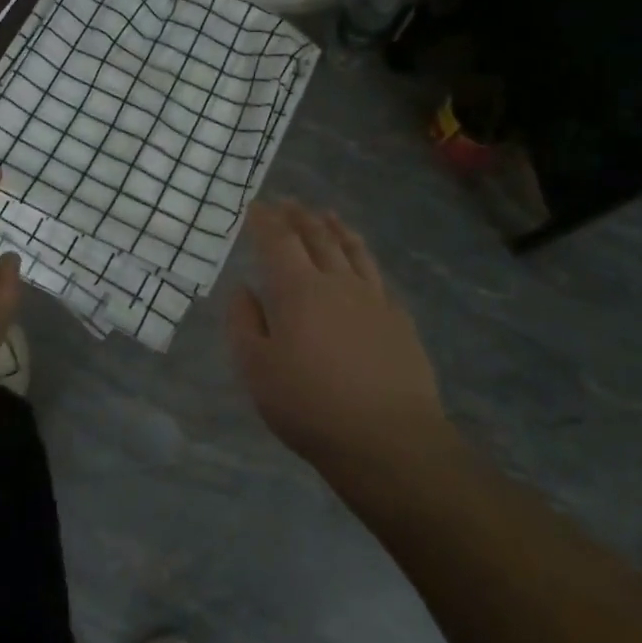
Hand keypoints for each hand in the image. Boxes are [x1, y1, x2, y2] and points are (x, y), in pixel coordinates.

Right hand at [228, 200, 449, 478]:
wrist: (388, 440)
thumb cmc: (309, 405)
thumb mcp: (256, 368)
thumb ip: (243, 322)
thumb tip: (242, 288)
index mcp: (297, 290)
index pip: (278, 241)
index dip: (265, 220)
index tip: (255, 205)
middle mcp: (337, 282)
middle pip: (318, 236)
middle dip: (299, 216)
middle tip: (288, 202)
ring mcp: (373, 299)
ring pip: (353, 250)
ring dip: (336, 228)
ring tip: (328, 215)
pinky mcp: (399, 320)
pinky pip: (377, 275)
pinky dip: (364, 258)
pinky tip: (362, 263)